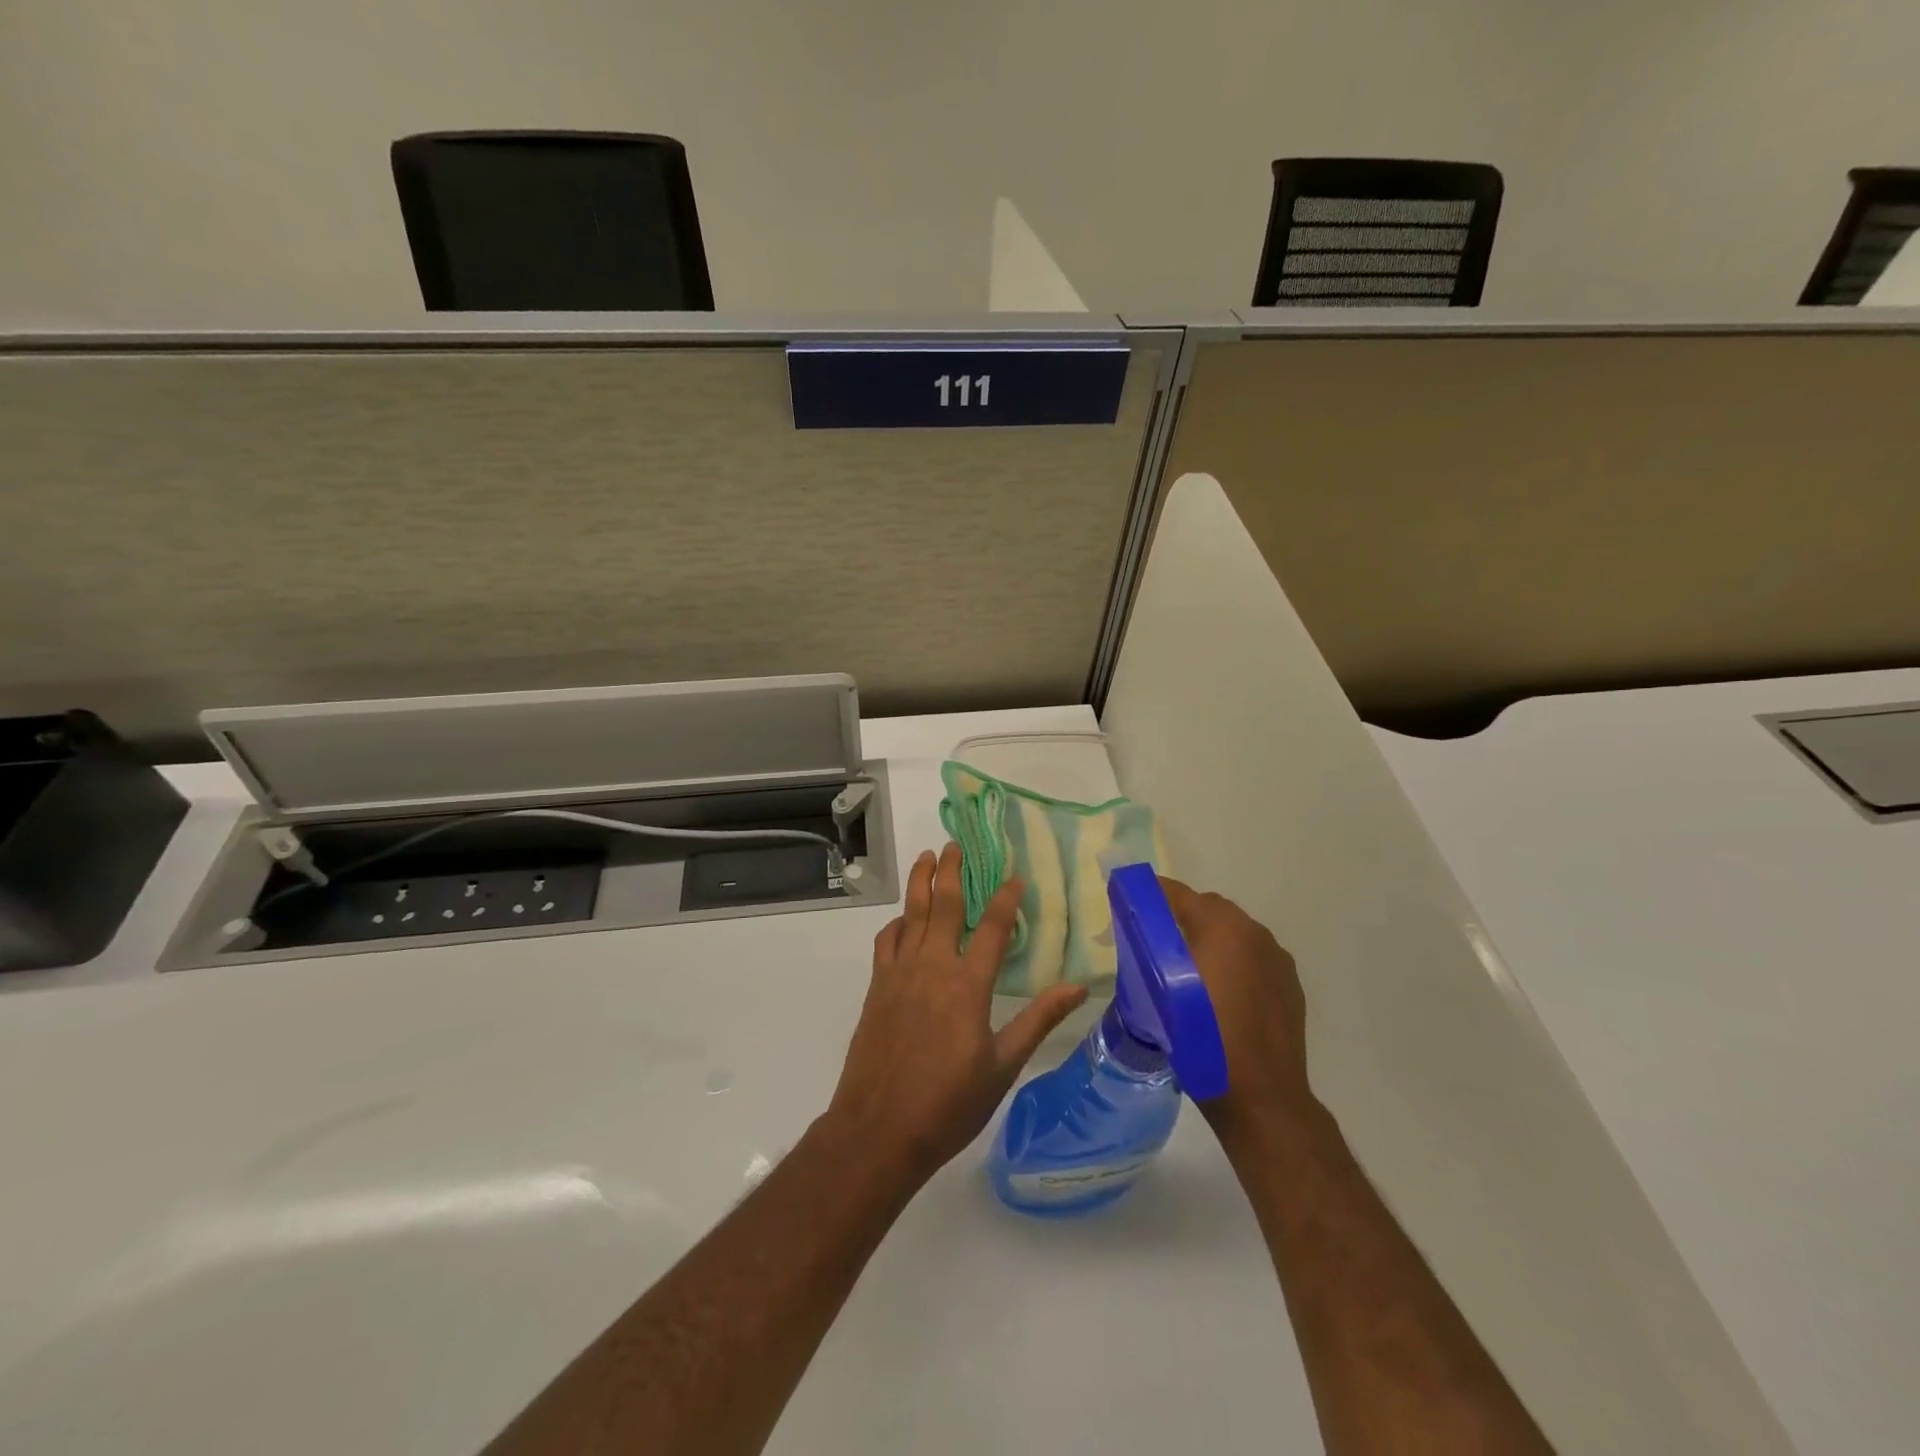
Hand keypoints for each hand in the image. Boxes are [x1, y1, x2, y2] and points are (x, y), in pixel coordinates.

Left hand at [824, 844, 1087, 1188]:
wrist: (878, 1130)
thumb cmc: (948, 1103)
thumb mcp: (1003, 1066)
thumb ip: (1038, 1020)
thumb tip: (1077, 986)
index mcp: (967, 985)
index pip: (991, 927)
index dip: (1005, 898)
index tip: (1015, 876)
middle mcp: (932, 967)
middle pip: (943, 906)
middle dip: (952, 871)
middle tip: (956, 844)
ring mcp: (899, 975)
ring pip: (910, 915)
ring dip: (919, 883)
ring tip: (926, 857)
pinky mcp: (876, 988)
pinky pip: (886, 942)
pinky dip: (896, 923)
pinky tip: (902, 920)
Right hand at [1160, 878, 1315, 1146]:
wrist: (1262, 1096)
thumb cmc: (1204, 1040)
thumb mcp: (1162, 991)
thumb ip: (1151, 948)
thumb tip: (1139, 923)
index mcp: (1223, 927)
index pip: (1178, 894)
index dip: (1150, 893)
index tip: (1127, 901)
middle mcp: (1255, 933)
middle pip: (1209, 908)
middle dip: (1181, 917)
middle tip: (1155, 942)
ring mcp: (1277, 960)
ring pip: (1234, 933)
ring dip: (1210, 940)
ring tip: (1187, 971)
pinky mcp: (1290, 985)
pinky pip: (1253, 958)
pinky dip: (1234, 962)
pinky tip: (1219, 994)